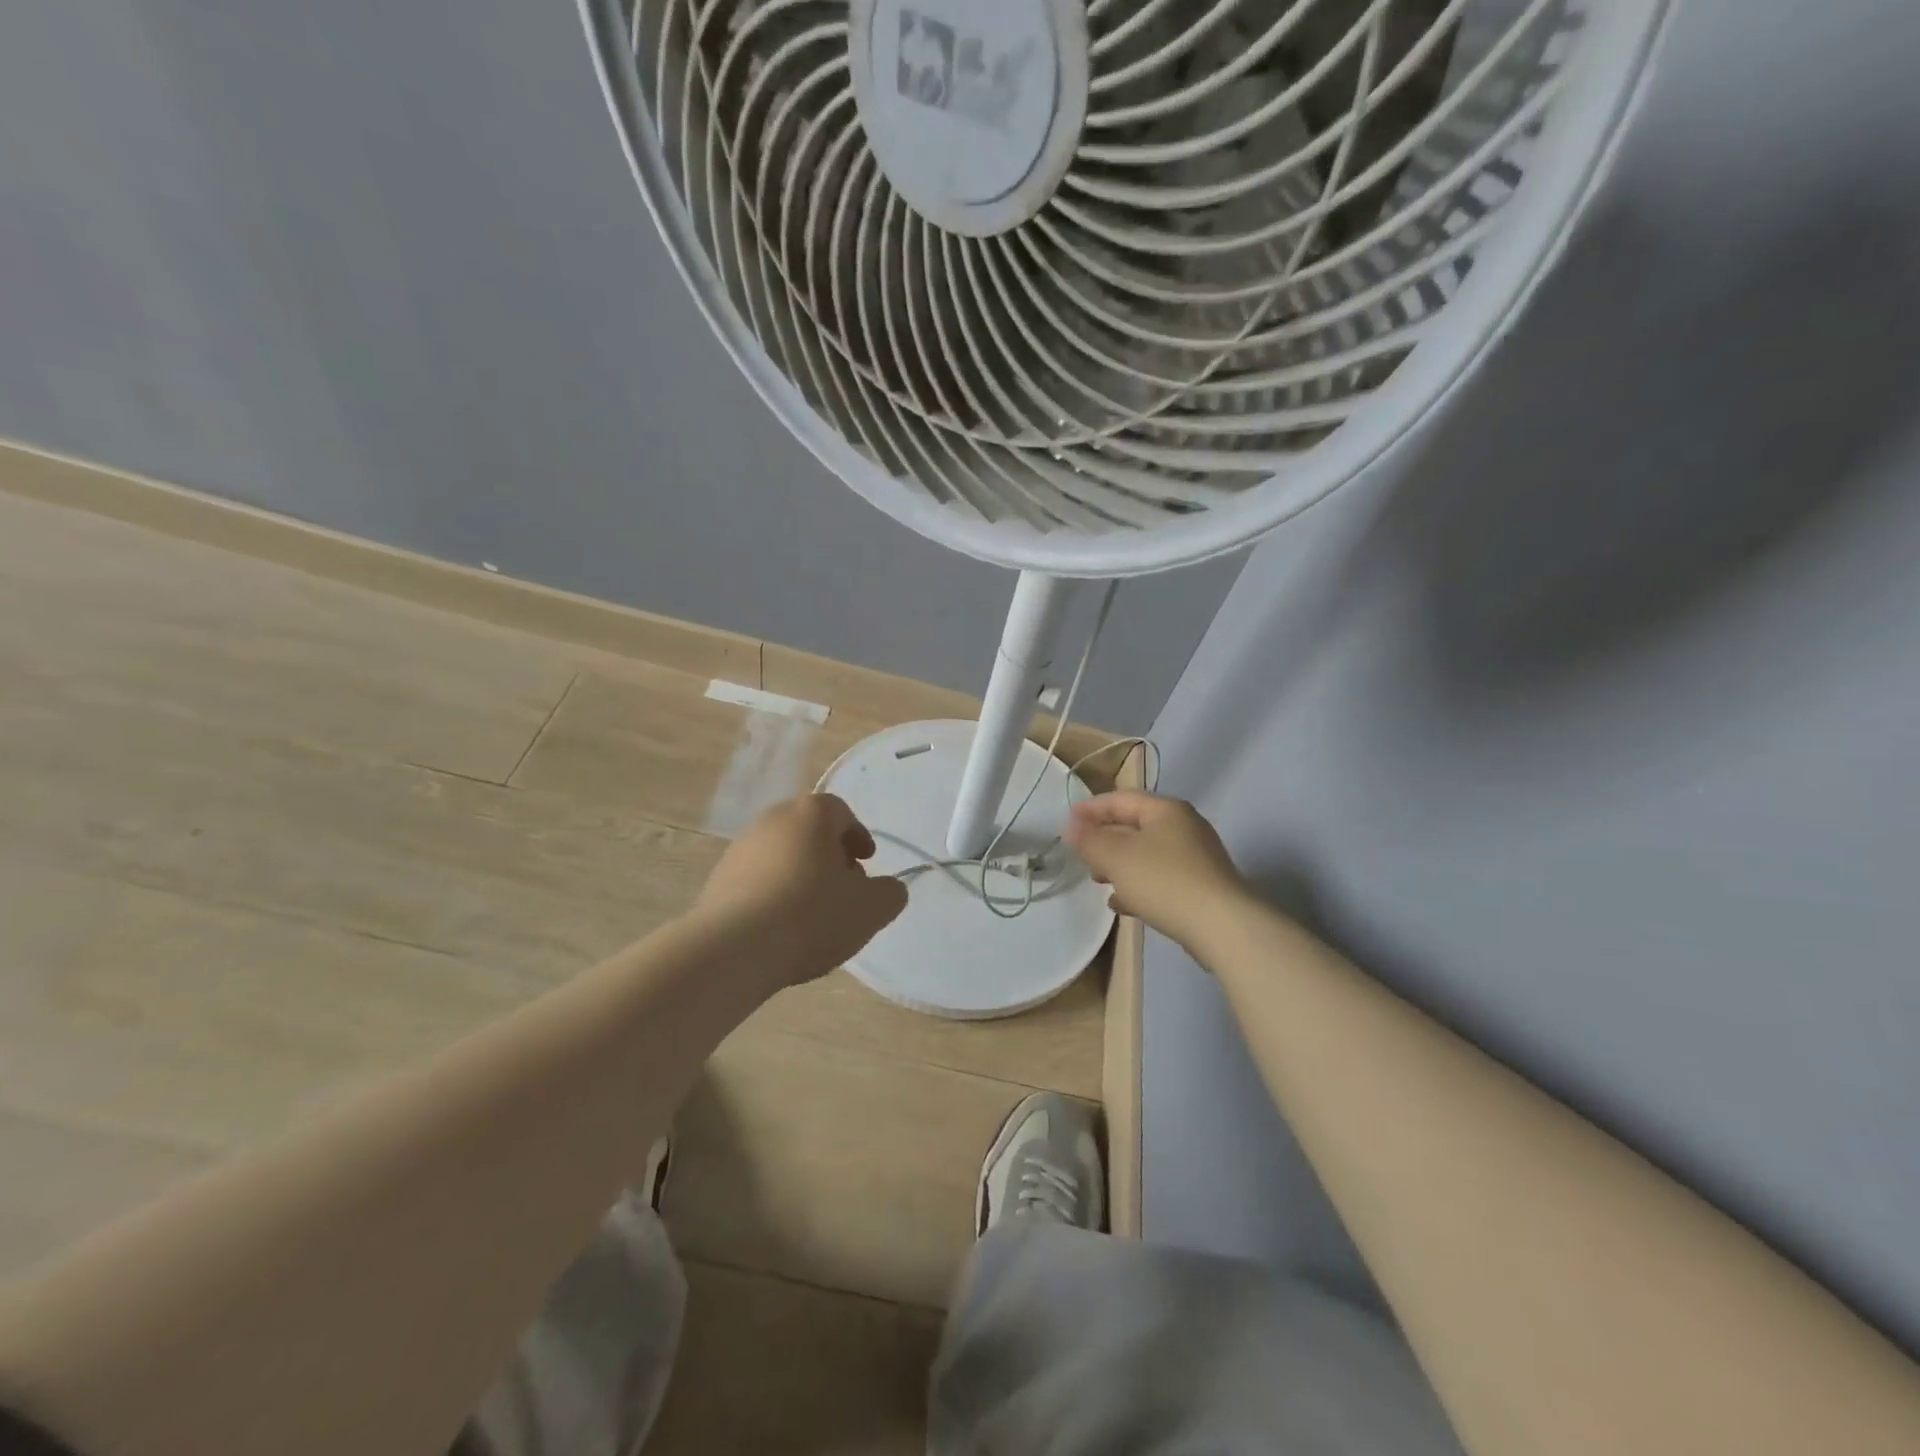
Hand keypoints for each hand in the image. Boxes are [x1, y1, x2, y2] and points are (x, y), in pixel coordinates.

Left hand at [694, 793, 907, 989]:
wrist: (733, 950)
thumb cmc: (811, 916)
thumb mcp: (871, 908)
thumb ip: (890, 893)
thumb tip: (888, 888)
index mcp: (810, 814)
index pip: (840, 811)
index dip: (857, 836)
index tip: (866, 862)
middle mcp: (772, 820)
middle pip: (808, 831)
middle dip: (829, 855)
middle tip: (843, 887)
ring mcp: (739, 849)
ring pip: (781, 855)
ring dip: (800, 875)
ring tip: (812, 914)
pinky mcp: (717, 880)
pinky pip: (756, 880)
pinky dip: (773, 894)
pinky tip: (781, 927)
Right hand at [1065, 791, 1248, 950]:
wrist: (1223, 927)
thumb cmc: (1164, 881)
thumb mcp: (1117, 857)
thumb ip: (1090, 840)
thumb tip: (1072, 828)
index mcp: (1166, 810)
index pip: (1121, 799)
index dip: (1091, 809)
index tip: (1067, 822)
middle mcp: (1184, 827)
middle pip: (1134, 826)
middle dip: (1104, 839)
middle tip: (1080, 853)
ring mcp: (1196, 858)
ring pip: (1146, 854)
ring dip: (1119, 864)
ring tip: (1097, 880)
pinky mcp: (1201, 886)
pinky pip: (1160, 878)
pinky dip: (1138, 885)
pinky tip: (1122, 903)